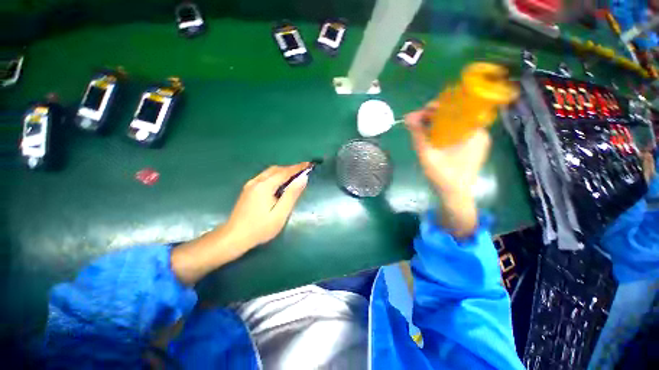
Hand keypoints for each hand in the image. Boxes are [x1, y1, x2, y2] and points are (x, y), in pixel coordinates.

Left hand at [224, 163, 309, 247]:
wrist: (234, 237)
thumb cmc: (260, 228)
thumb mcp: (280, 213)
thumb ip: (292, 195)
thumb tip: (303, 179)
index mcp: (265, 186)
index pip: (285, 172)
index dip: (298, 168)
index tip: (309, 164)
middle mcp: (256, 181)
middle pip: (276, 169)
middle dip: (291, 168)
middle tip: (303, 171)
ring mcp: (250, 185)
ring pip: (270, 172)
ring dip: (283, 171)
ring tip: (295, 177)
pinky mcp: (248, 189)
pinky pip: (265, 177)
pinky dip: (276, 176)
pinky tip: (280, 184)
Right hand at [405, 102, 490, 236]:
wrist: (454, 195)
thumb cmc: (443, 176)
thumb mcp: (427, 154)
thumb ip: (417, 135)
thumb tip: (408, 116)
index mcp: (474, 131)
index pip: (458, 107)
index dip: (439, 106)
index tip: (422, 112)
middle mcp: (479, 132)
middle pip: (456, 114)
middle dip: (435, 115)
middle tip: (418, 122)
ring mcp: (476, 140)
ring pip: (455, 123)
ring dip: (437, 123)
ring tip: (422, 128)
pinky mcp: (471, 147)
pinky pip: (456, 132)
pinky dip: (443, 131)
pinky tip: (431, 137)